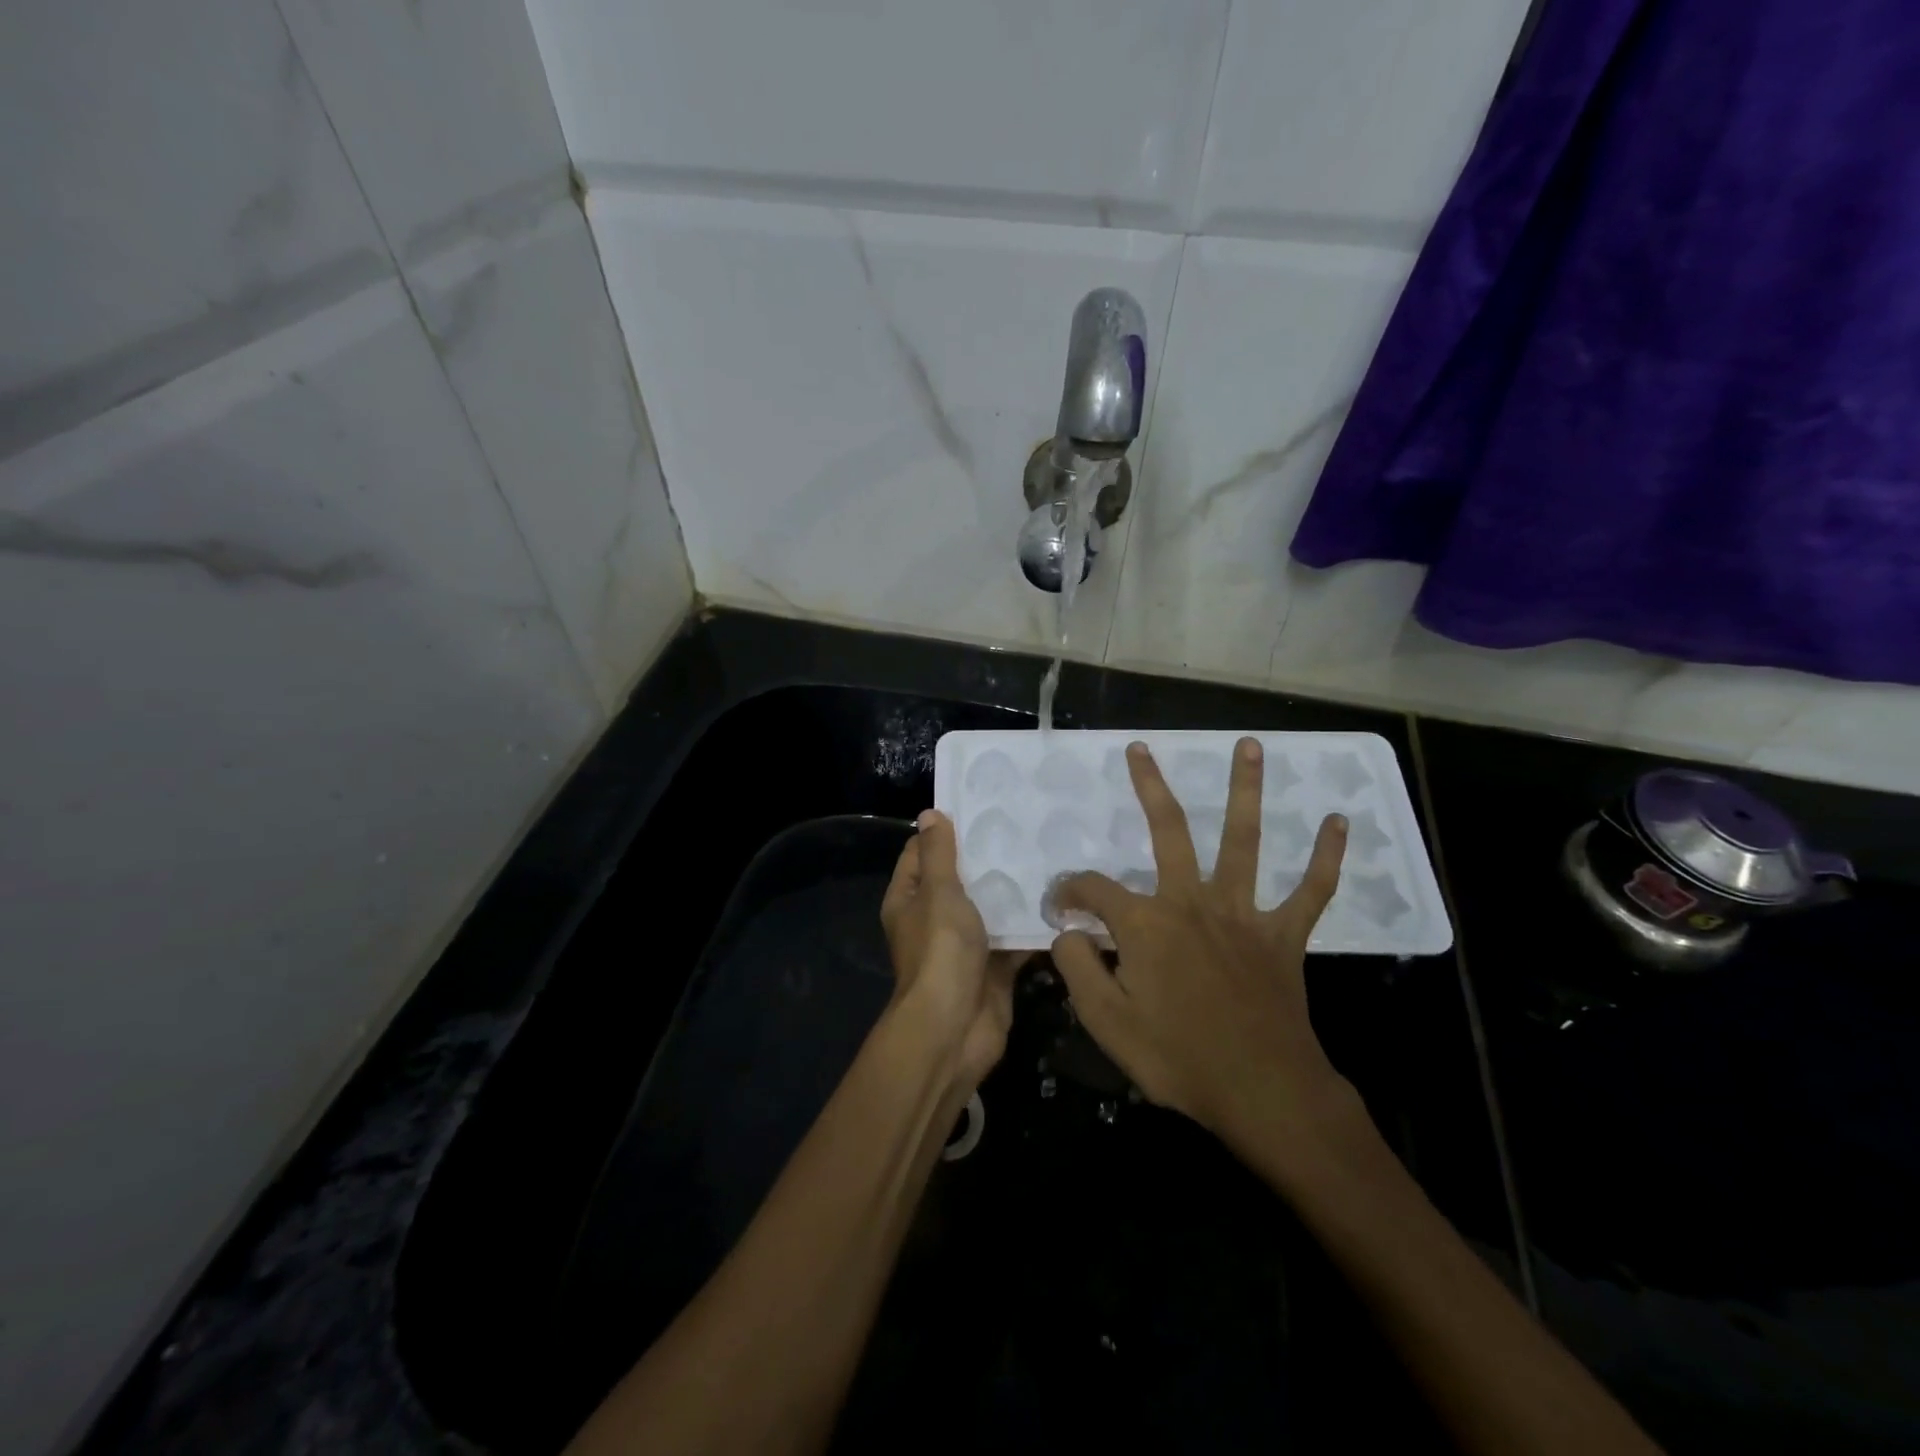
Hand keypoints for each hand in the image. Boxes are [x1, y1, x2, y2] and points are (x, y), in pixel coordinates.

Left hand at [881, 811, 1020, 1092]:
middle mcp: (933, 919)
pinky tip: (1059, 899)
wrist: (955, 1027)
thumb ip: (939, 854)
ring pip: (989, 908)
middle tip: (1023, 827)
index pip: (920, 854)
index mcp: (909, 900)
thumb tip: (930, 814)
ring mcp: (964, 945)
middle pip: (959, 879)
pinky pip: (1012, 938)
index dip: (944, 831)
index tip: (979, 809)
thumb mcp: (938, 893)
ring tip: (1046, 855)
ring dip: (1012, 890)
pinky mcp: (993, 966)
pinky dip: (1030, 925)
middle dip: (987, 858)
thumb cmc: (940, 951)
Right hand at [1048, 739, 1361, 1177]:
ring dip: (1247, 790)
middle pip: (1169, 830)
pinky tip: (1339, 822)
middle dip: (1150, 786)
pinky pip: (1311, 891)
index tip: (1058, 909)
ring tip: (1250, 746)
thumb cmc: (1178, 1058)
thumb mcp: (1106, 1021)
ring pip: (1244, 840)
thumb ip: (1078, 968)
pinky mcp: (1283, 936)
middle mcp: (1192, 902)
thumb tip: (1067, 932)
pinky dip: (1326, 858)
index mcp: (1146, 923)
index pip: (1093, 889)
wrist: (1263, 1093)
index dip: (1068, 893)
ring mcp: (1243, 914)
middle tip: (1140, 749)